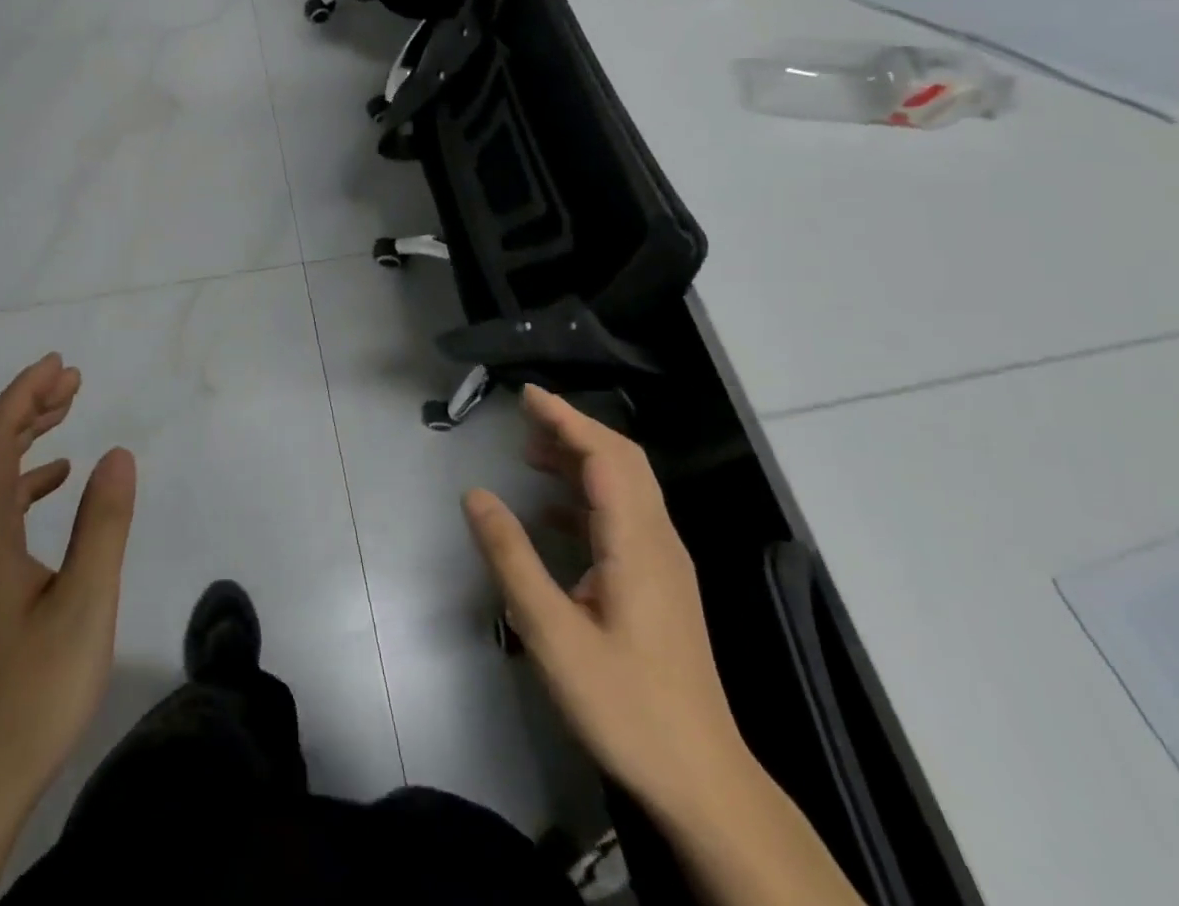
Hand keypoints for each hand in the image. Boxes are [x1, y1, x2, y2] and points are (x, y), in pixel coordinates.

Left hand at [0, 354, 137, 807]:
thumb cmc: (31, 692)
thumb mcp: (85, 605)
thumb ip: (103, 524)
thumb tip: (118, 453)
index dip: (22, 394)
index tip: (59, 365)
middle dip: (24, 405)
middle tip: (70, 380)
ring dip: (22, 437)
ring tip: (66, 412)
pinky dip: (22, 478)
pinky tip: (55, 480)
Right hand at [463, 385, 748, 822]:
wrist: (703, 783)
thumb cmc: (625, 704)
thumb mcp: (551, 632)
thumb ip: (511, 557)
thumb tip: (476, 495)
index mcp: (637, 543)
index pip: (605, 456)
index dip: (566, 418)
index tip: (526, 395)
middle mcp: (659, 541)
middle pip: (623, 461)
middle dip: (574, 429)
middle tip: (526, 415)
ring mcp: (665, 564)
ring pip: (626, 488)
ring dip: (581, 459)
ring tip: (531, 453)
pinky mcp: (661, 586)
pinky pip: (625, 517)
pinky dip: (588, 495)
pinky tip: (552, 512)